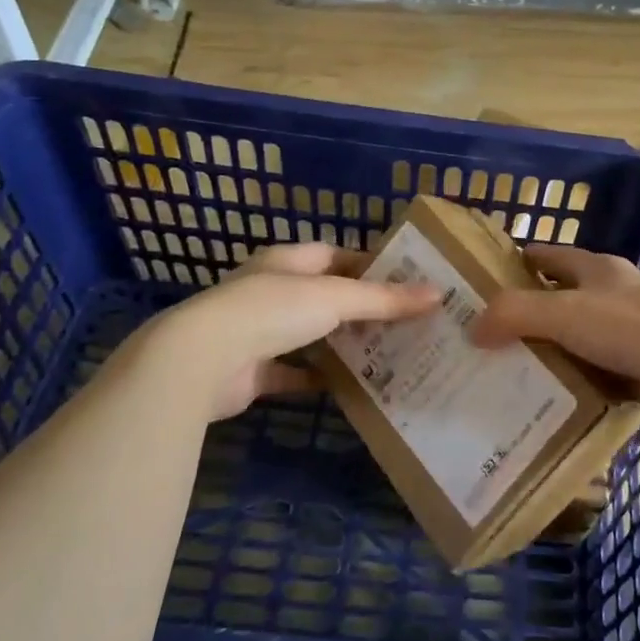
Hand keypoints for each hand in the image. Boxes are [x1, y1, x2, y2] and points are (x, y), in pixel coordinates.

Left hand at [151, 243, 438, 419]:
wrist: (202, 360)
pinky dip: (318, 377)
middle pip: (324, 295)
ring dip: (340, 342)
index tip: (405, 280)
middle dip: (360, 307)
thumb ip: (384, 298)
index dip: (369, 264)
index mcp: (287, 261)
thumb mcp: (336, 297)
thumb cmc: (272, 310)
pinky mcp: (252, 371)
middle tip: (404, 322)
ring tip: (386, 352)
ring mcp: (258, 331)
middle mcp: (271, 291)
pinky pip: (294, 372)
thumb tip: (437, 293)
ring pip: (310, 334)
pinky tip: (350, 387)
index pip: (335, 254)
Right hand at [470, 244, 639, 412]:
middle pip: (565, 291)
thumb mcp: (562, 314)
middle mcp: (616, 286)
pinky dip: (582, 366)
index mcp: (596, 266)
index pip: (547, 255)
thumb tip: (473, 328)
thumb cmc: (627, 327)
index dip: (516, 264)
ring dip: (558, 340)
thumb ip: (513, 314)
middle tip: (497, 331)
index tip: (485, 283)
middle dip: (533, 307)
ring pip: (584, 325)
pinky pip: (603, 355)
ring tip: (523, 363)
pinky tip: (565, 386)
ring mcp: (636, 319)